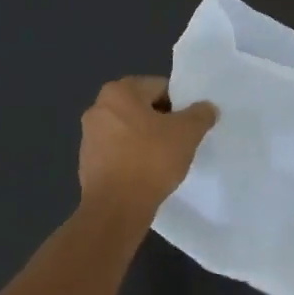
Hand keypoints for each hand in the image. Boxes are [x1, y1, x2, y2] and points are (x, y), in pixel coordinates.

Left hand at [78, 77, 217, 217]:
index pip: (159, 86)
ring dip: (147, 139)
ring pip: (129, 130)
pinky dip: (133, 157)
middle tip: (182, 139)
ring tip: (166, 158)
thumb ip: (200, 114)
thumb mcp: (187, 133)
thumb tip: (206, 107)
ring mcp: (89, 136)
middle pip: (142, 107)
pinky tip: (148, 173)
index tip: (191, 123)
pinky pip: (118, 151)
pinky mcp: (87, 162)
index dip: (180, 103)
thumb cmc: (151, 160)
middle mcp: (98, 108)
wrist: (117, 207)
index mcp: (119, 92)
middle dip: (163, 121)